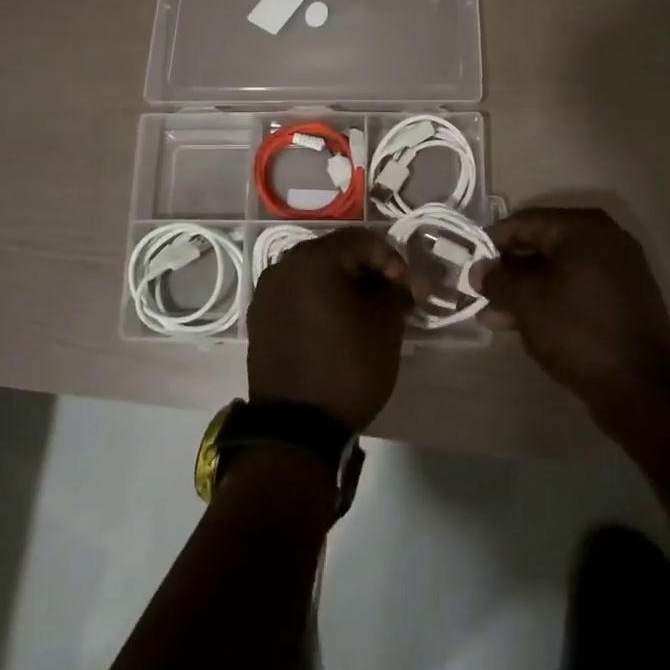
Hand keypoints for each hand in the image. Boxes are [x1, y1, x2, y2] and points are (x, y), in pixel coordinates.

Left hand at [247, 228, 411, 431]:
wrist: (294, 428)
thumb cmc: (346, 368)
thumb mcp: (385, 329)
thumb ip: (397, 294)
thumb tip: (402, 285)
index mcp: (313, 259)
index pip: (363, 240)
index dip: (393, 259)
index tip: (409, 289)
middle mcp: (284, 266)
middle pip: (336, 253)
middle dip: (368, 270)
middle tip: (391, 297)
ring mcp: (267, 292)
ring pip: (314, 274)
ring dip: (343, 285)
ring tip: (366, 312)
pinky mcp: (260, 317)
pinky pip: (297, 295)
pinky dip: (320, 301)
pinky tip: (337, 325)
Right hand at [470, 207, 669, 430]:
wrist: (640, 388)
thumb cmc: (577, 331)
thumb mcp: (526, 302)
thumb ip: (498, 279)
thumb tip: (479, 270)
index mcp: (583, 228)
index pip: (525, 222)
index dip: (492, 242)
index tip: (470, 264)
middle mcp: (606, 238)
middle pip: (543, 244)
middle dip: (509, 270)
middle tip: (480, 292)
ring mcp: (620, 269)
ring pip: (559, 270)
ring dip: (526, 290)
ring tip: (494, 317)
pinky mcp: (626, 298)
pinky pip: (578, 288)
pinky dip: (552, 299)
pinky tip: (525, 324)